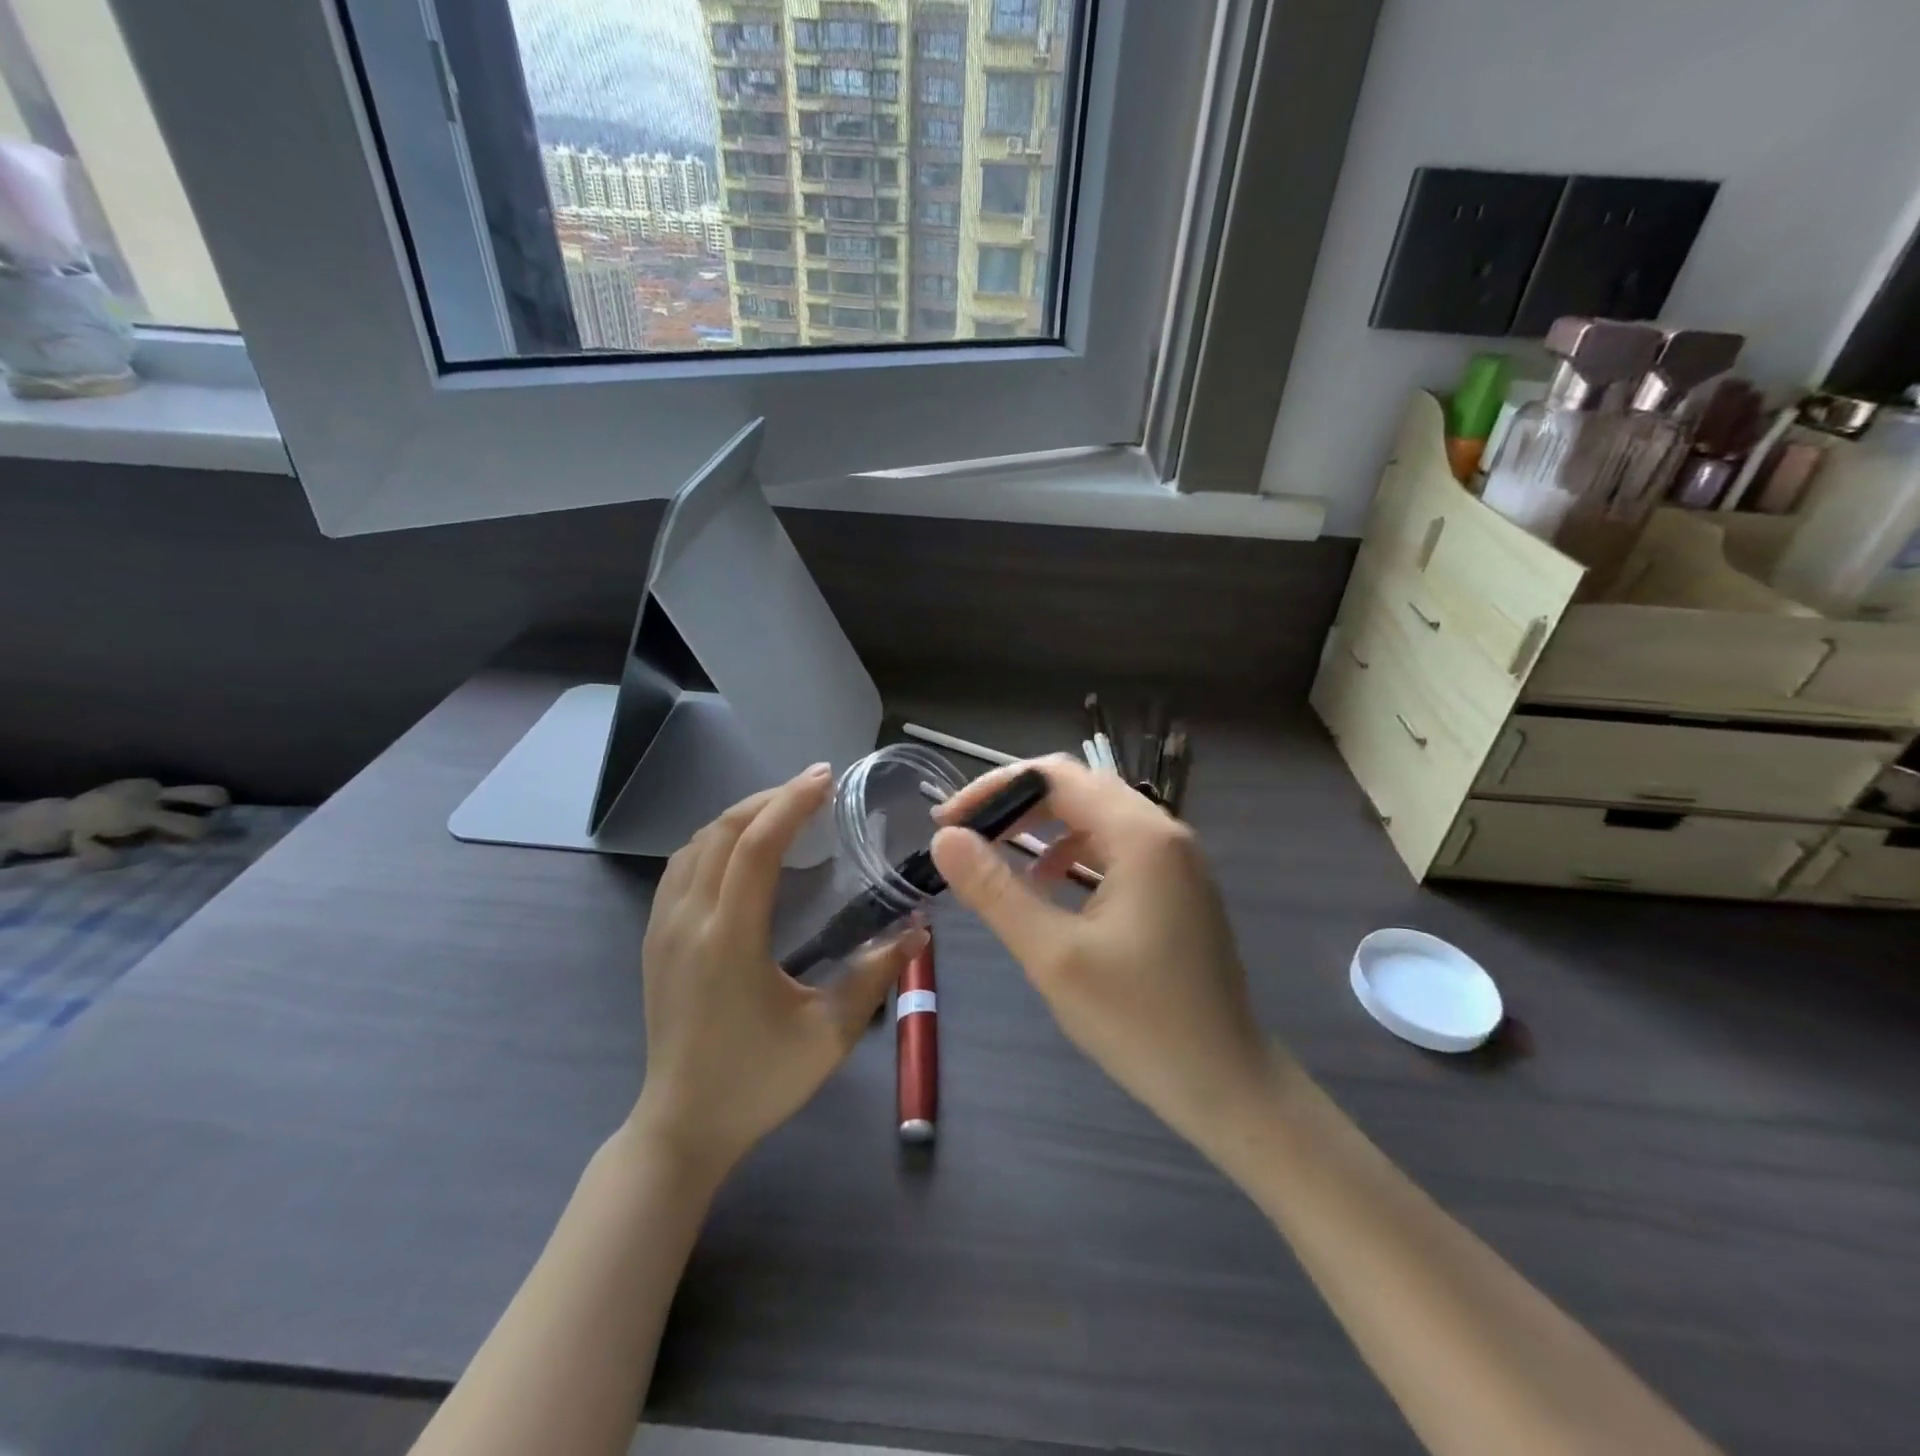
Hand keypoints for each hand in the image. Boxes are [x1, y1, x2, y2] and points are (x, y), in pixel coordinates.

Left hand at [633, 764, 924, 1179]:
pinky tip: (741, 850)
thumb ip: (874, 977)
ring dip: (740, 816)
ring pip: (695, 844)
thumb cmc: (759, 1082)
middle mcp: (689, 922)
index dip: (790, 804)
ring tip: (783, 812)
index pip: (755, 847)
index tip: (825, 779)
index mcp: (729, 940)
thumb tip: (917, 929)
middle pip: (722, 831)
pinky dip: (714, 840)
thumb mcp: (830, 1036)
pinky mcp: (655, 939)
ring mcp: (663, 928)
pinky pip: (681, 867)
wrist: (683, 1127)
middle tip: (814, 790)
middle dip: (769, 799)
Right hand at [930, 756, 1274, 1152]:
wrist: (1227, 1084)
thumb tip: (945, 839)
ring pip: (1096, 815)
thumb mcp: (1052, 955)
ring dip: (1043, 827)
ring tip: (997, 857)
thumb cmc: (1139, 1021)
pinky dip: (1073, 852)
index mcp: (1140, 835)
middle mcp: (1163, 831)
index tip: (947, 822)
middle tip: (965, 835)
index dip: (994, 788)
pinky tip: (1049, 887)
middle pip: (1077, 787)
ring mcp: (1176, 858)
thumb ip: (995, 889)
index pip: (1055, 776)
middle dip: (1016, 804)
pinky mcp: (1177, 885)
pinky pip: (1115, 846)